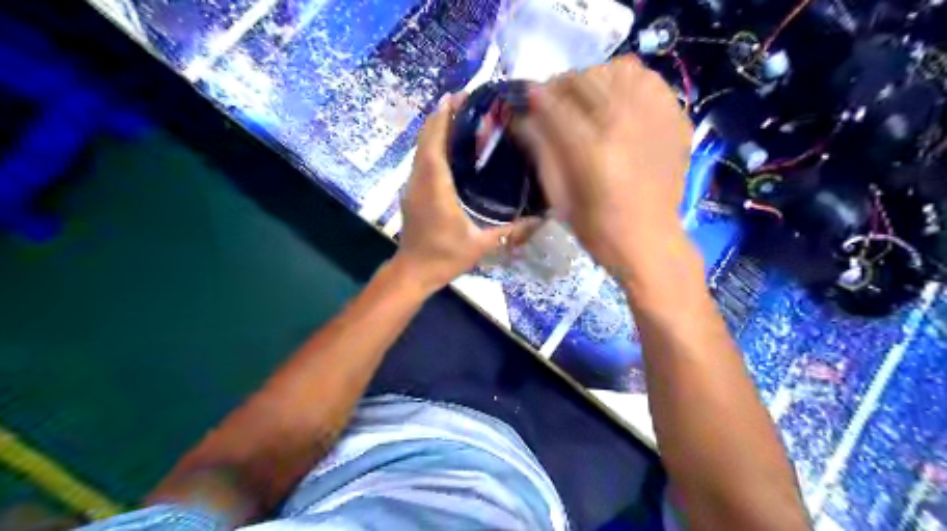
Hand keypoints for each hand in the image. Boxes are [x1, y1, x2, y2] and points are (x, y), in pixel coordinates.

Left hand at [396, 93, 540, 295]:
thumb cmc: (444, 257)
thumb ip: (509, 231)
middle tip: (462, 100)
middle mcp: (419, 182)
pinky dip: (431, 146)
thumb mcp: (480, 245)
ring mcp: (412, 187)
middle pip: (425, 141)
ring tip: (457, 116)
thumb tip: (540, 220)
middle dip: (440, 117)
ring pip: (420, 150)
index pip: (435, 145)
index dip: (443, 119)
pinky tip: (448, 145)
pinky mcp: (412, 194)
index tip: (455, 98)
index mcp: (435, 189)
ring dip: (434, 130)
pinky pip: (420, 162)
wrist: (413, 272)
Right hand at [514, 54, 693, 277]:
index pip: (555, 102)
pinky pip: (650, 80)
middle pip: (587, 78)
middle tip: (556, 100)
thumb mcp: (557, 194)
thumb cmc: (596, 226)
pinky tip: (620, 104)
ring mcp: (656, 117)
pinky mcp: (676, 119)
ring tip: (590, 98)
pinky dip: (629, 84)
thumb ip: (540, 149)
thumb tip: (522, 116)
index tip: (529, 99)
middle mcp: (625, 122)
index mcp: (591, 148)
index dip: (537, 96)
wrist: (648, 240)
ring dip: (598, 79)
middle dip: (563, 85)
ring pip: (621, 68)